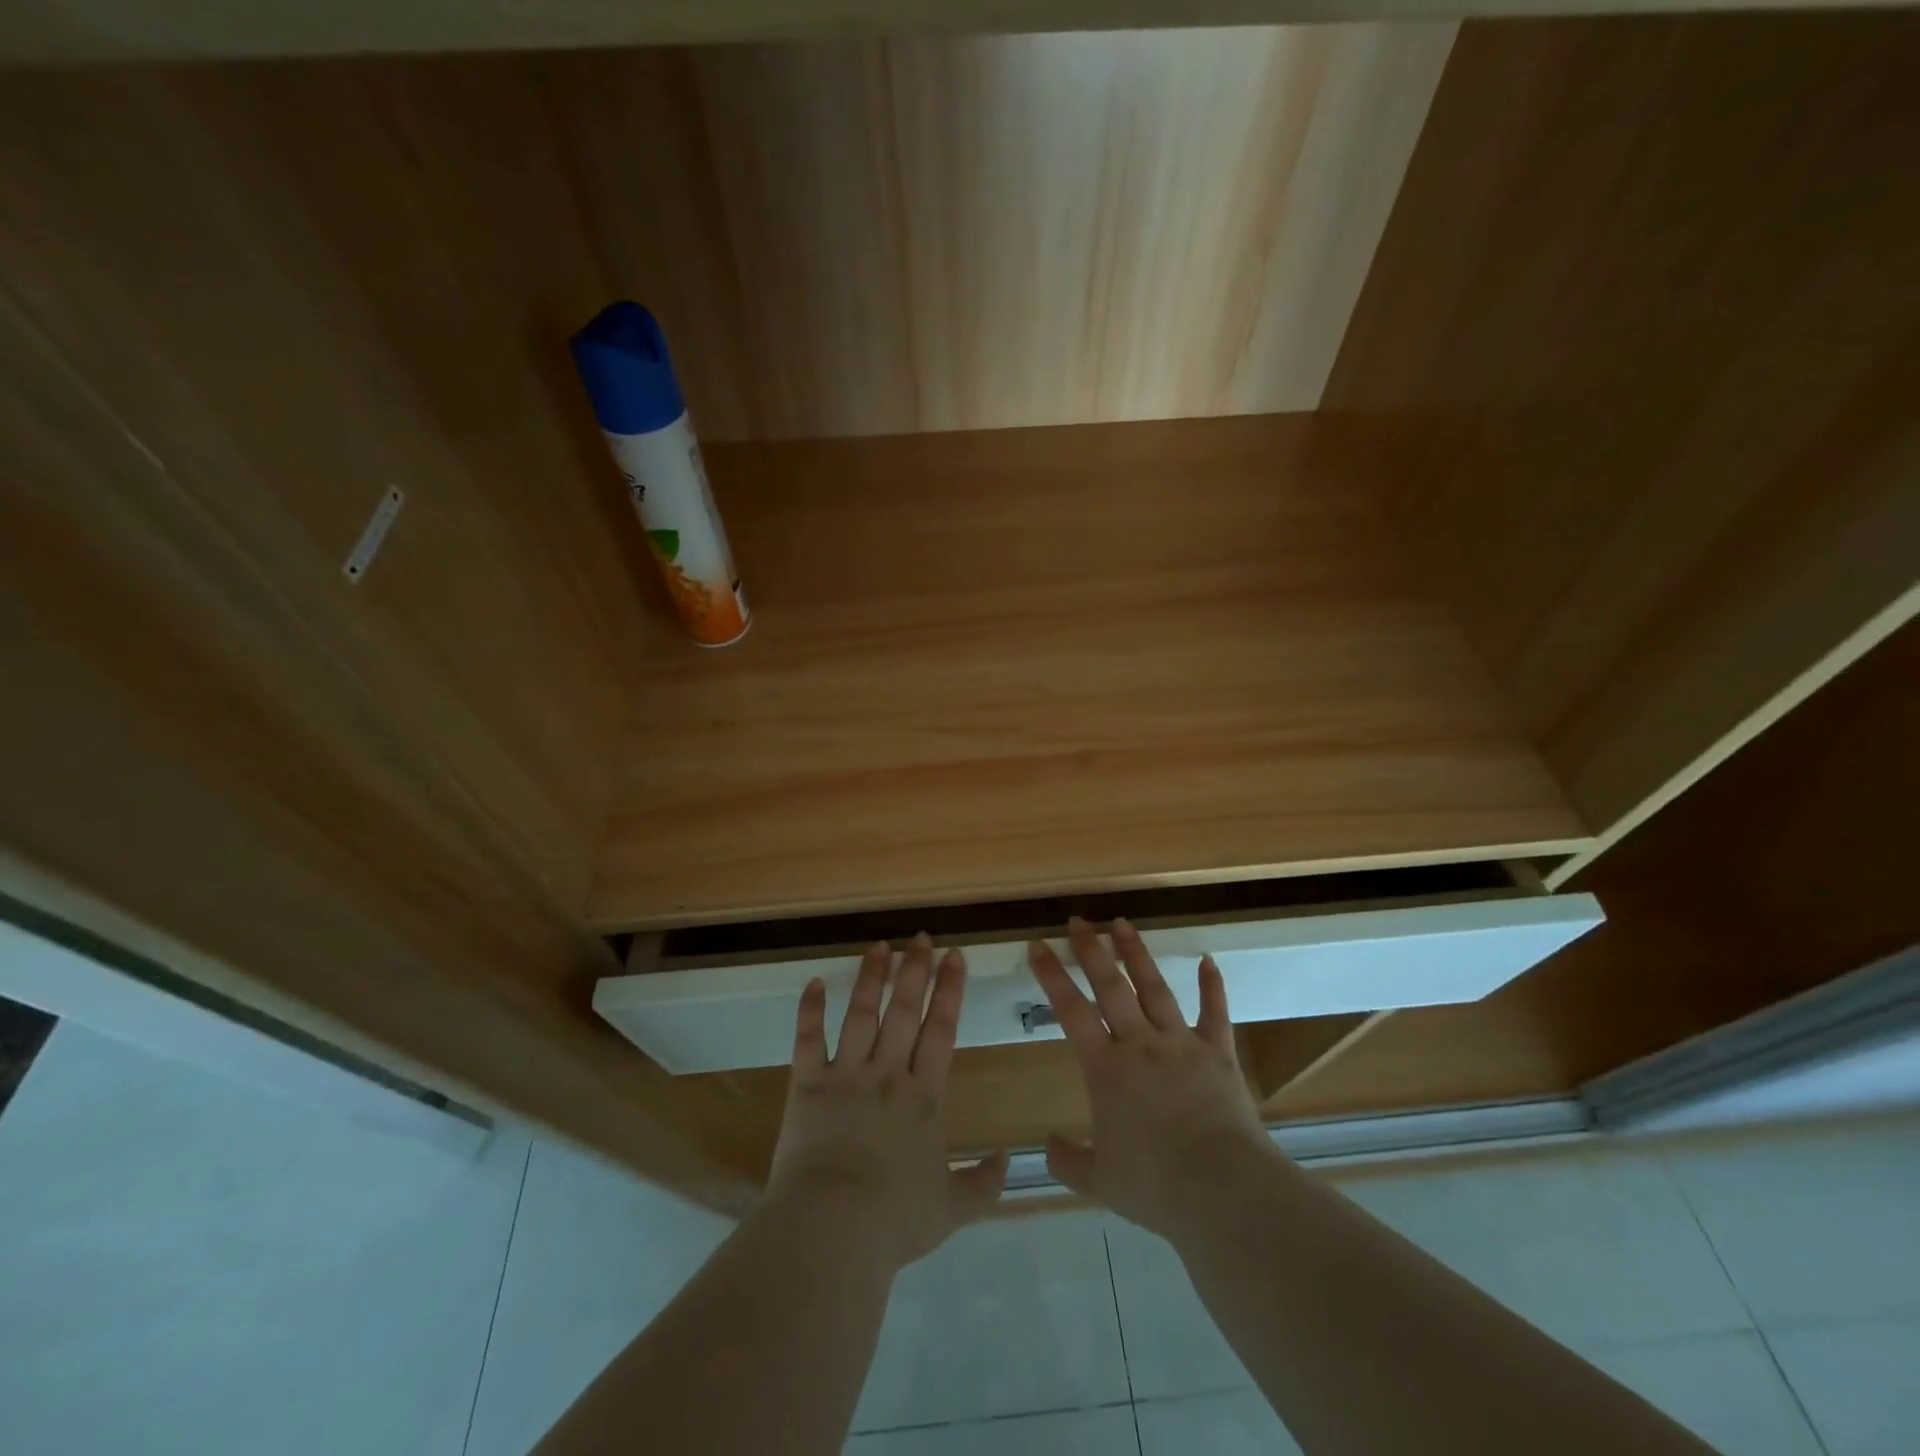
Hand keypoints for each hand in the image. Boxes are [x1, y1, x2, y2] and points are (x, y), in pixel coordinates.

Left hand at [768, 934, 1008, 1270]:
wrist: (832, 1228)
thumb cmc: (894, 1219)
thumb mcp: (951, 1209)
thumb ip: (984, 1183)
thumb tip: (1009, 1159)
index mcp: (924, 1096)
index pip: (942, 1030)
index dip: (950, 990)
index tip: (954, 956)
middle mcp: (888, 1073)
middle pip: (904, 1010)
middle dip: (915, 970)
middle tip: (921, 938)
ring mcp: (846, 1074)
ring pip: (861, 1013)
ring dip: (871, 977)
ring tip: (880, 946)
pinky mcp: (807, 1085)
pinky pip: (808, 1039)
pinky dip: (810, 1009)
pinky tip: (814, 982)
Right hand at [1029, 917, 1278, 1241]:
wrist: (1223, 1190)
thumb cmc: (1154, 1186)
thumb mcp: (1098, 1181)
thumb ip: (1067, 1160)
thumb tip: (1047, 1146)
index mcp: (1106, 1069)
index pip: (1071, 1011)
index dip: (1052, 975)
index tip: (1038, 944)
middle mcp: (1140, 1044)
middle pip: (1111, 986)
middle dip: (1092, 950)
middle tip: (1078, 920)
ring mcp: (1182, 1043)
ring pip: (1155, 987)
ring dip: (1137, 953)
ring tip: (1122, 923)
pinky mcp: (1219, 1054)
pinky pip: (1215, 1013)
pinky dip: (1212, 986)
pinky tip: (1208, 960)